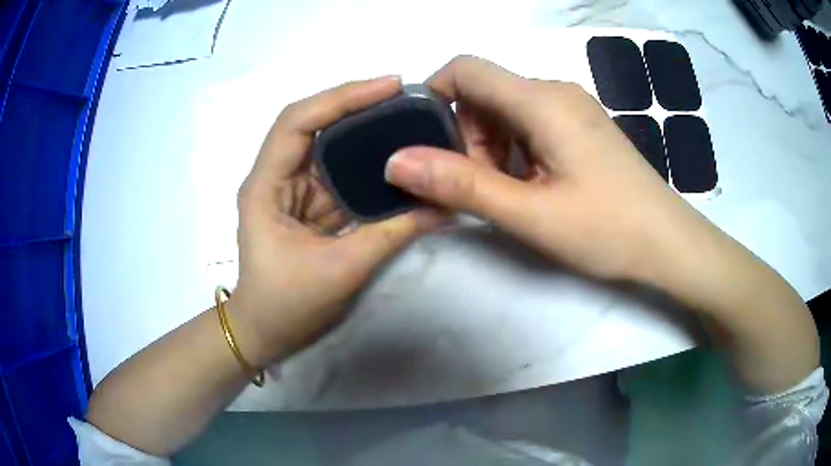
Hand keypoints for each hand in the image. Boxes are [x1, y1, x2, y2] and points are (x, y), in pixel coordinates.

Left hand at [229, 77, 441, 366]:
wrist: (265, 333)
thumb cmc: (286, 306)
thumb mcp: (341, 271)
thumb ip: (391, 234)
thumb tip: (442, 205)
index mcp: (266, 186)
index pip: (297, 122)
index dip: (341, 97)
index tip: (389, 86)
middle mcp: (276, 177)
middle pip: (313, 124)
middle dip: (357, 105)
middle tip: (405, 97)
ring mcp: (292, 190)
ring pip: (328, 147)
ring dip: (364, 131)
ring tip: (406, 117)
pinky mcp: (308, 205)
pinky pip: (338, 173)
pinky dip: (366, 162)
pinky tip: (394, 155)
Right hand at [385, 56, 819, 393]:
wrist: (670, 245)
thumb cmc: (608, 230)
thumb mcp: (529, 214)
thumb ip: (461, 184)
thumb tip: (396, 161)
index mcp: (542, 100)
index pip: (465, 69)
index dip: (433, 96)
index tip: (425, 144)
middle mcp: (556, 91)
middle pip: (485, 94)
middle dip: (465, 137)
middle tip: (480, 188)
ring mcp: (573, 108)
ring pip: (506, 111)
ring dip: (491, 149)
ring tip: (512, 195)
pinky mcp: (581, 127)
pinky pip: (531, 124)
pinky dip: (515, 152)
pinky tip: (534, 187)